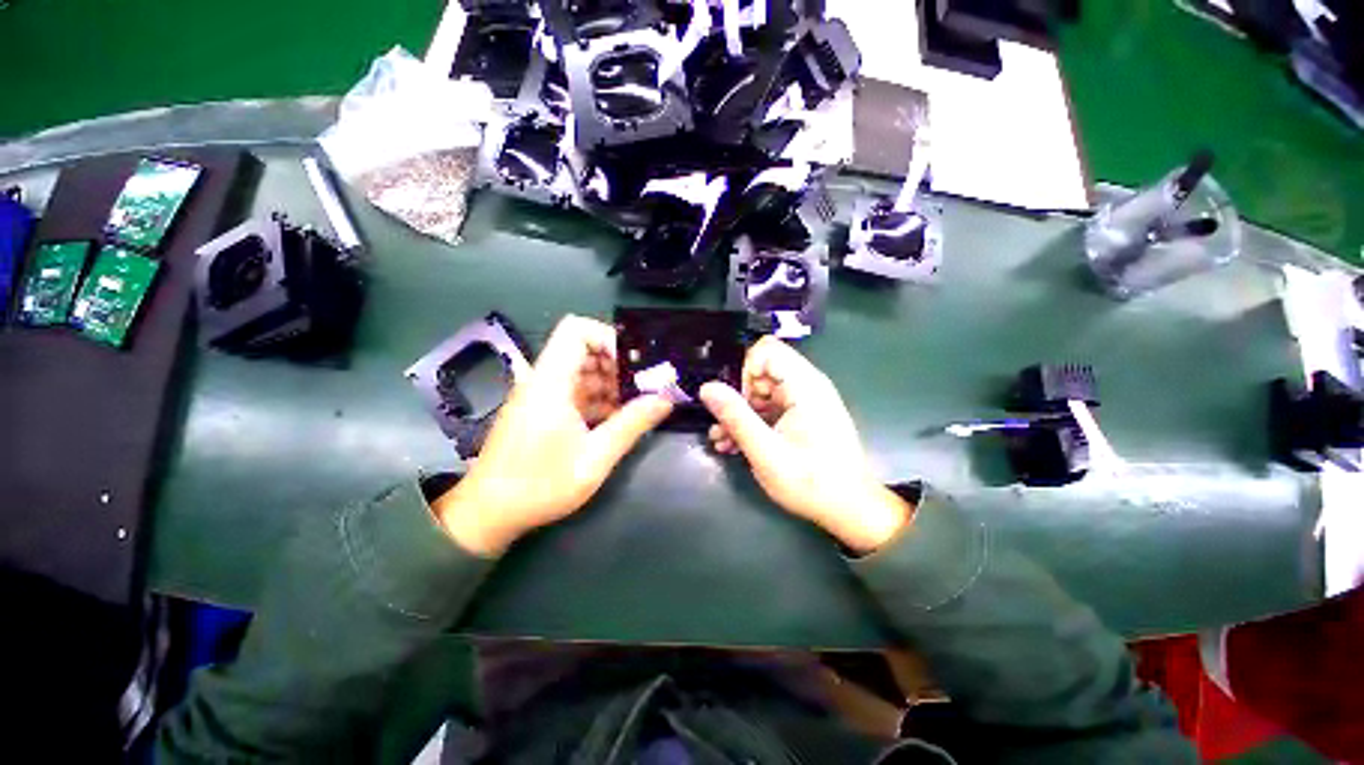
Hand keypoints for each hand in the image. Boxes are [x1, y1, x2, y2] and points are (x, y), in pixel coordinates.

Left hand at [434, 315, 672, 555]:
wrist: (488, 513)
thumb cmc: (540, 484)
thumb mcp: (595, 457)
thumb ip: (632, 424)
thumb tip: (666, 399)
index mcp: (551, 381)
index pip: (577, 330)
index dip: (608, 338)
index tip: (634, 363)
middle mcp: (543, 380)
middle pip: (582, 350)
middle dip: (616, 364)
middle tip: (643, 385)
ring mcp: (541, 395)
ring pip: (580, 371)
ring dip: (609, 383)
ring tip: (635, 404)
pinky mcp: (541, 410)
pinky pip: (573, 391)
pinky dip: (597, 397)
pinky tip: (616, 418)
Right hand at [700, 337, 911, 553]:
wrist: (849, 510)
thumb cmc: (810, 481)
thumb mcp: (765, 451)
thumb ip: (735, 416)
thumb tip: (707, 387)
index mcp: (804, 386)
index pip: (765, 351)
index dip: (745, 372)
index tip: (737, 403)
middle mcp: (806, 386)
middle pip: (761, 372)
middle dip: (737, 397)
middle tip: (726, 426)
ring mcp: (804, 402)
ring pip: (761, 392)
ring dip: (740, 413)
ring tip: (722, 440)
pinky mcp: (801, 416)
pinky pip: (769, 408)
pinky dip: (753, 422)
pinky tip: (734, 445)